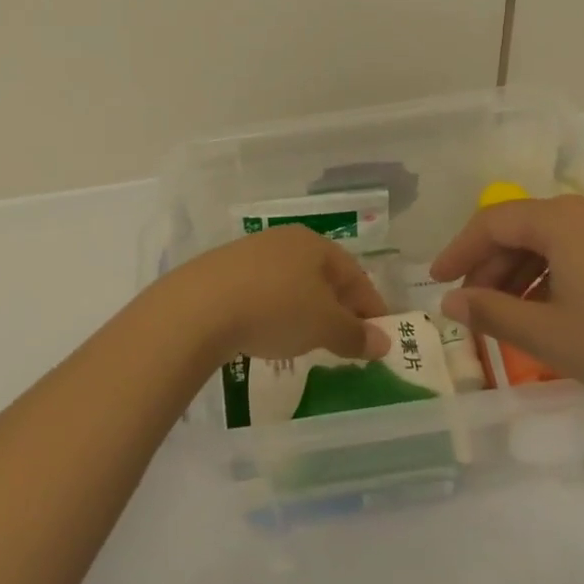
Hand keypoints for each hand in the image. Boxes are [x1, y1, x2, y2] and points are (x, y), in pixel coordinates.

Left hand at [145, 225, 390, 369]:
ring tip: (307, 340)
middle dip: (339, 309)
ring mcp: (252, 253)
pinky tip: (268, 332)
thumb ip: (355, 335)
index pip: (355, 275)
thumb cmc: (275, 309)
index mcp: (315, 245)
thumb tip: (383, 342)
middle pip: (324, 276)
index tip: (379, 338)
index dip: (371, 307)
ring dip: (306, 310)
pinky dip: (276, 311)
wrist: (199, 307)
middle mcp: (286, 240)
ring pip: (293, 283)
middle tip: (346, 342)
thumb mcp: (323, 326)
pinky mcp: (224, 271)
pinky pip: (264, 291)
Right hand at [431, 196, 583, 452]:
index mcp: (563, 219)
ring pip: (555, 240)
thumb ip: (491, 313)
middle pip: (524, 227)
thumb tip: (450, 303)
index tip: (435, 282)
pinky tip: (557, 311)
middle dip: (491, 266)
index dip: (458, 251)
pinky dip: (558, 275)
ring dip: (524, 274)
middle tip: (473, 307)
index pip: (492, 222)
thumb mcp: (549, 335)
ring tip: (511, 317)